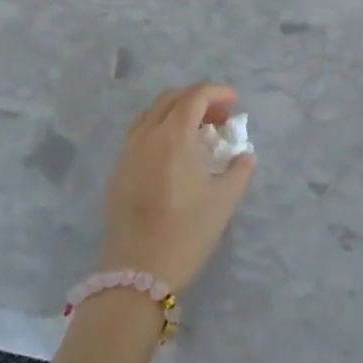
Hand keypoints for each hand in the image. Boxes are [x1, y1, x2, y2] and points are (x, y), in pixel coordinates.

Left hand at [98, 84, 257, 292]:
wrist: (137, 270)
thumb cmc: (186, 232)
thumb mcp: (224, 201)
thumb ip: (239, 170)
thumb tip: (245, 155)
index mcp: (174, 135)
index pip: (195, 96)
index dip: (218, 92)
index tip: (235, 103)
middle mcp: (147, 135)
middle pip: (171, 99)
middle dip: (198, 100)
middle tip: (219, 119)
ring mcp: (128, 151)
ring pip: (152, 114)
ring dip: (176, 113)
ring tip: (197, 134)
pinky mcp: (118, 170)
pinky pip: (139, 133)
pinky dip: (160, 129)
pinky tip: (173, 154)